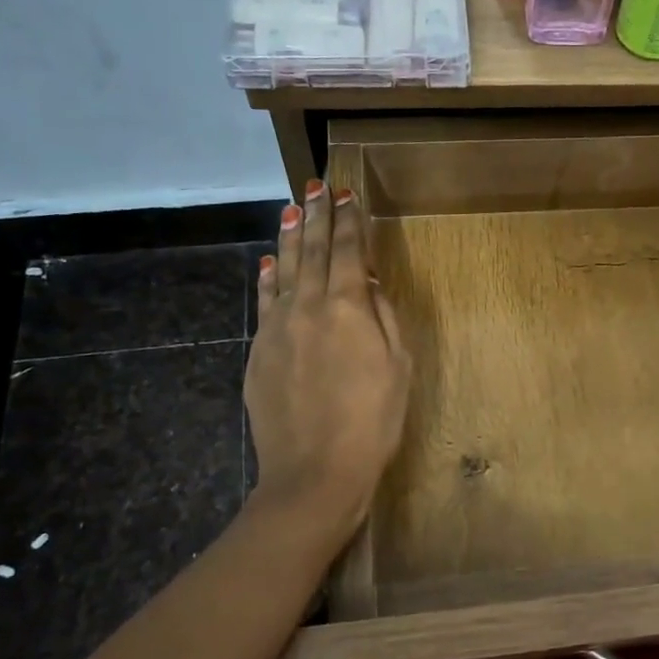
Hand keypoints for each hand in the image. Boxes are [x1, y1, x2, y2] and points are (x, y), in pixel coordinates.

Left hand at [245, 182, 410, 542]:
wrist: (315, 472)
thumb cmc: (372, 421)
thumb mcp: (398, 367)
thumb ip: (383, 317)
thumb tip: (366, 282)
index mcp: (347, 307)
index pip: (347, 251)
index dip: (348, 220)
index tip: (346, 193)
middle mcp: (308, 306)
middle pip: (311, 251)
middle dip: (316, 216)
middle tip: (315, 186)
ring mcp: (278, 328)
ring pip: (282, 270)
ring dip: (288, 237)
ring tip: (291, 210)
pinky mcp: (259, 351)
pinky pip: (264, 301)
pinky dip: (267, 278)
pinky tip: (267, 263)